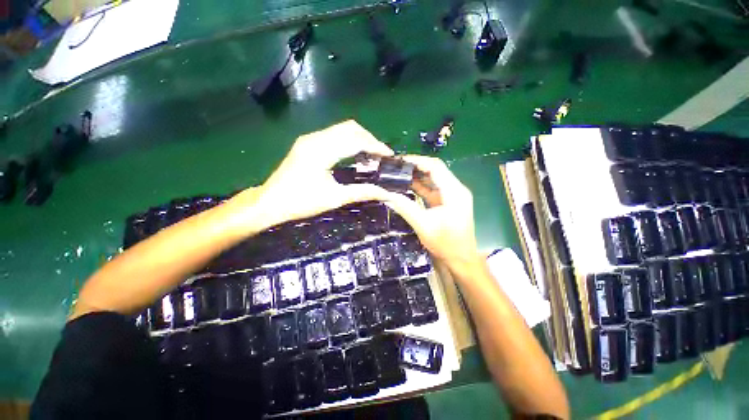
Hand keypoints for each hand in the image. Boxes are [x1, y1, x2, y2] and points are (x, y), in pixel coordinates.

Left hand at [234, 120, 396, 231]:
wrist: (271, 202)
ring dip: (359, 139)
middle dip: (369, 139)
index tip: (388, 155)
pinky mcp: (308, 143)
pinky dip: (348, 141)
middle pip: (350, 128)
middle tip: (381, 154)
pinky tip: (354, 154)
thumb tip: (385, 192)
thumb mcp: (335, 198)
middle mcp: (315, 138)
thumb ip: (361, 192)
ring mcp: (310, 139)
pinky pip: (334, 135)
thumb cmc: (301, 202)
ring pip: (342, 129)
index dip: (374, 145)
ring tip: (371, 154)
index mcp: (321, 151)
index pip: (355, 140)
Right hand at [384, 156, 481, 272]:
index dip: (418, 161)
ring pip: (433, 179)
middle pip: (435, 170)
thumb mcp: (423, 225)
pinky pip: (432, 190)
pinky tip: (406, 186)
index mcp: (454, 191)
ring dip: (417, 176)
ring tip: (398, 174)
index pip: (436, 167)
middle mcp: (455, 189)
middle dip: (415, 167)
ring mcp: (451, 196)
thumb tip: (387, 195)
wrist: (461, 258)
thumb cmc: (446, 243)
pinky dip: (420, 187)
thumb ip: (405, 207)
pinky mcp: (447, 202)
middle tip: (396, 167)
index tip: (400, 160)